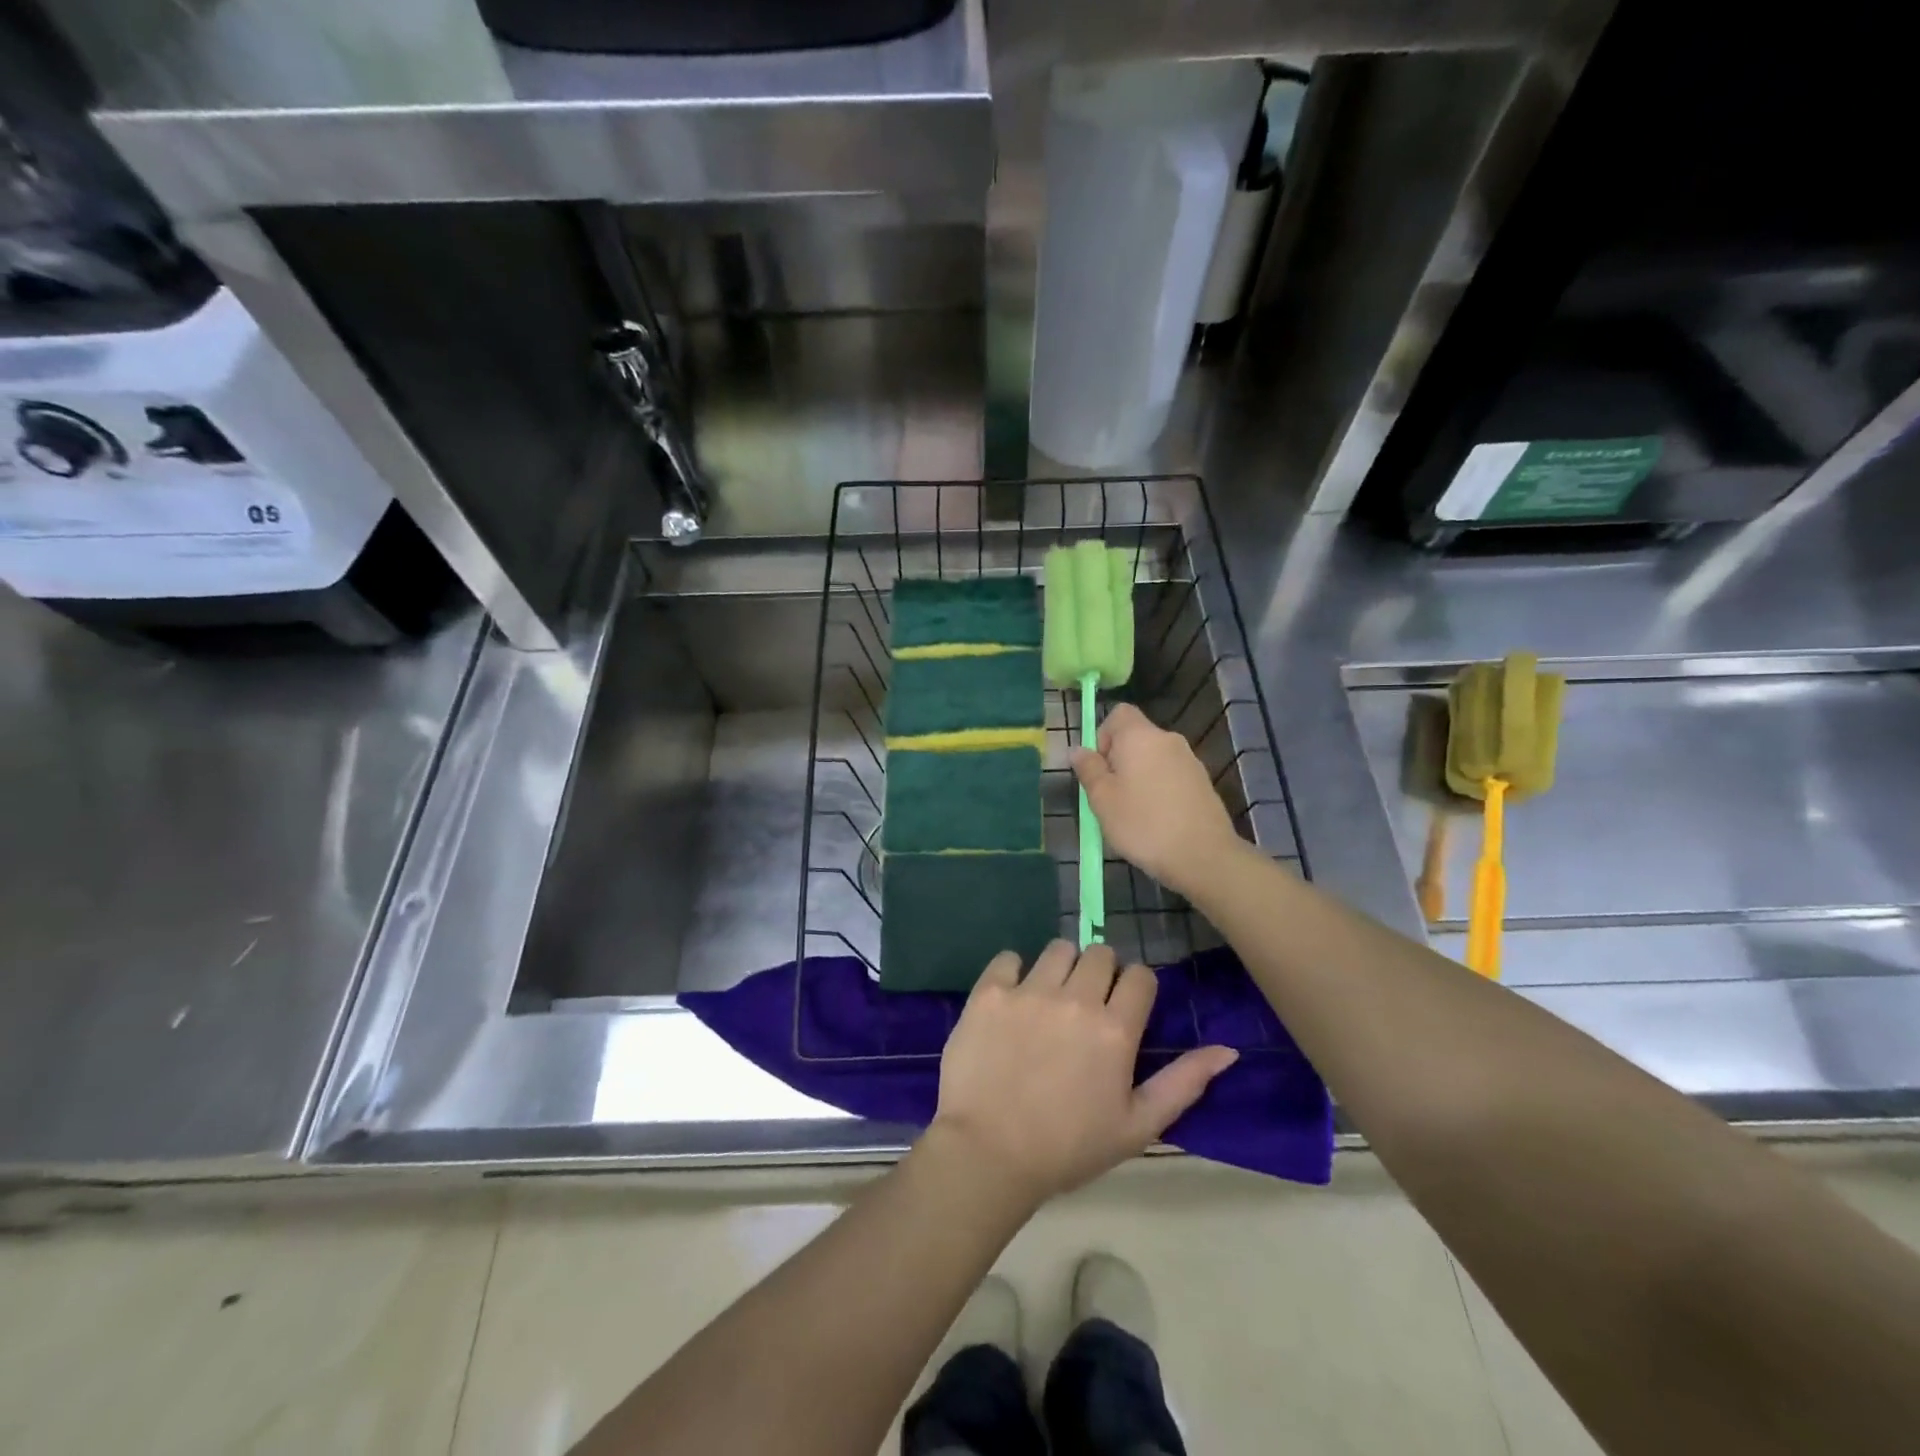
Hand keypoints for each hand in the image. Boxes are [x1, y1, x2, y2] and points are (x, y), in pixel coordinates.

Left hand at [927, 940, 1237, 1207]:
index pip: (1140, 976)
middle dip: (1101, 973)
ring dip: (1061, 968)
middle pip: (1100, 953)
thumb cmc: (1068, 1148)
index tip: (1123, 1010)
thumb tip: (1228, 1049)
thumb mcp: (1137, 1126)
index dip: (1135, 989)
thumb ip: (1184, 1082)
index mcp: (1115, 1029)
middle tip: (1086, 1007)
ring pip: (1058, 949)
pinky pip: (1009, 957)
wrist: (988, 1154)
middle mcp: (1076, 998)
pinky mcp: (989, 991)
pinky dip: (1013, 972)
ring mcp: (1029, 991)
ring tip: (1050, 1000)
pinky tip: (1011, 1000)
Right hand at [1071, 703, 1243, 895]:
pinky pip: (1171, 777)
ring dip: (1139, 777)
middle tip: (1110, 797)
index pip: (1119, 713)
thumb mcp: (1102, 799)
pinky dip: (1159, 790)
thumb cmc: (1143, 824)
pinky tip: (1157, 821)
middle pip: (1136, 738)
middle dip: (1119, 761)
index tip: (1100, 768)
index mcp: (1140, 737)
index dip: (1103, 735)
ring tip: (1133, 814)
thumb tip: (1078, 749)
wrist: (1203, 856)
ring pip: (1154, 759)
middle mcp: (1168, 740)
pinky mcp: (1203, 783)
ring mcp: (1190, 761)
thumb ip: (1088, 769)